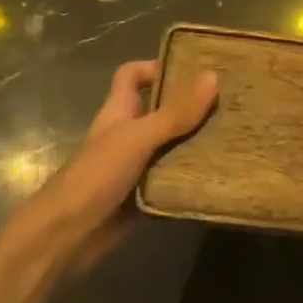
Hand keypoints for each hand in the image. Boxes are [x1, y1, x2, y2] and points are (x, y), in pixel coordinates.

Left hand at [24, 61, 217, 264]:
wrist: (66, 236)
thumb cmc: (96, 175)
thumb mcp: (138, 138)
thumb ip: (175, 112)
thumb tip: (213, 77)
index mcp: (120, 110)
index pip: (132, 75)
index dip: (156, 67)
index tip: (192, 69)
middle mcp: (129, 132)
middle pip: (161, 108)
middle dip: (191, 104)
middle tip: (230, 99)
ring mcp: (137, 164)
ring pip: (172, 143)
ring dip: (197, 140)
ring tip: (236, 133)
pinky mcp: (145, 193)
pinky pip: (174, 177)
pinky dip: (193, 175)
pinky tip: (220, 172)